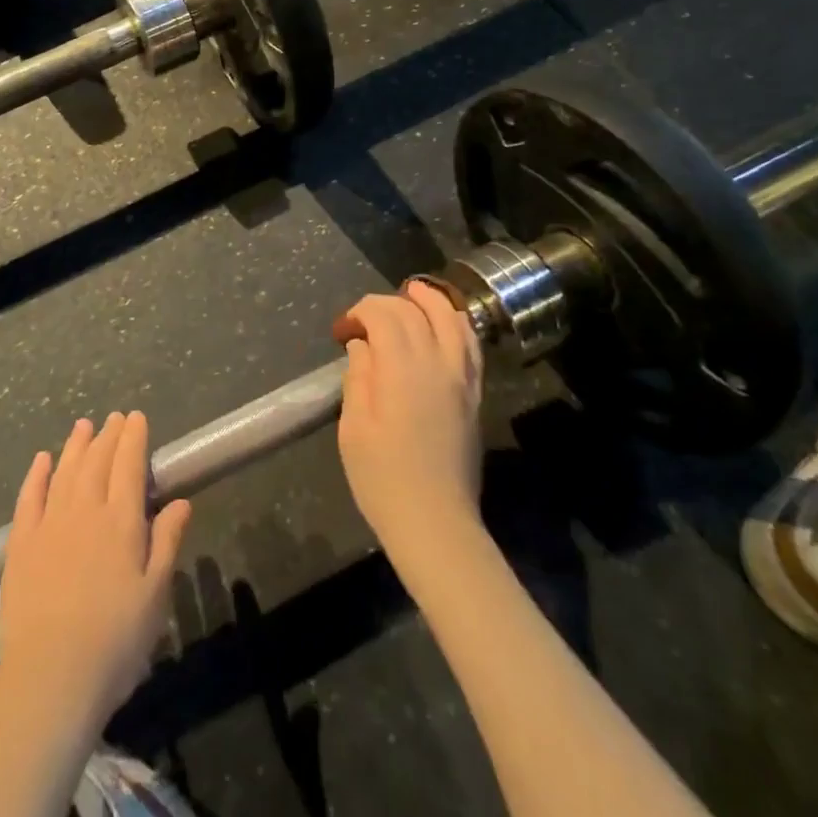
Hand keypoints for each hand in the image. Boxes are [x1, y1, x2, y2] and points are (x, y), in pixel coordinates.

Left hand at [0, 412, 191, 734]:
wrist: (50, 677)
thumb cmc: (115, 641)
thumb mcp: (155, 594)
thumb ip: (167, 541)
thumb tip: (180, 500)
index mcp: (121, 521)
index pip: (129, 465)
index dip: (134, 438)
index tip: (136, 417)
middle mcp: (85, 510)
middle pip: (97, 461)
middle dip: (108, 436)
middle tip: (114, 417)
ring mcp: (49, 524)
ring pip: (65, 471)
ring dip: (76, 445)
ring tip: (84, 425)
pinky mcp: (20, 544)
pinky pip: (29, 497)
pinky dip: (38, 474)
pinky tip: (43, 459)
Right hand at [334, 281, 484, 558]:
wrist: (435, 522)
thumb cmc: (383, 478)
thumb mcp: (354, 428)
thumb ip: (358, 377)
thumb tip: (362, 346)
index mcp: (402, 369)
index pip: (384, 315)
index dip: (360, 311)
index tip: (342, 329)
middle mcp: (437, 363)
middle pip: (415, 311)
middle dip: (386, 304)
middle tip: (364, 319)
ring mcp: (462, 377)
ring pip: (451, 318)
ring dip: (429, 301)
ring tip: (410, 295)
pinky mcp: (475, 393)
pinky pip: (470, 343)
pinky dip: (456, 322)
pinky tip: (444, 323)